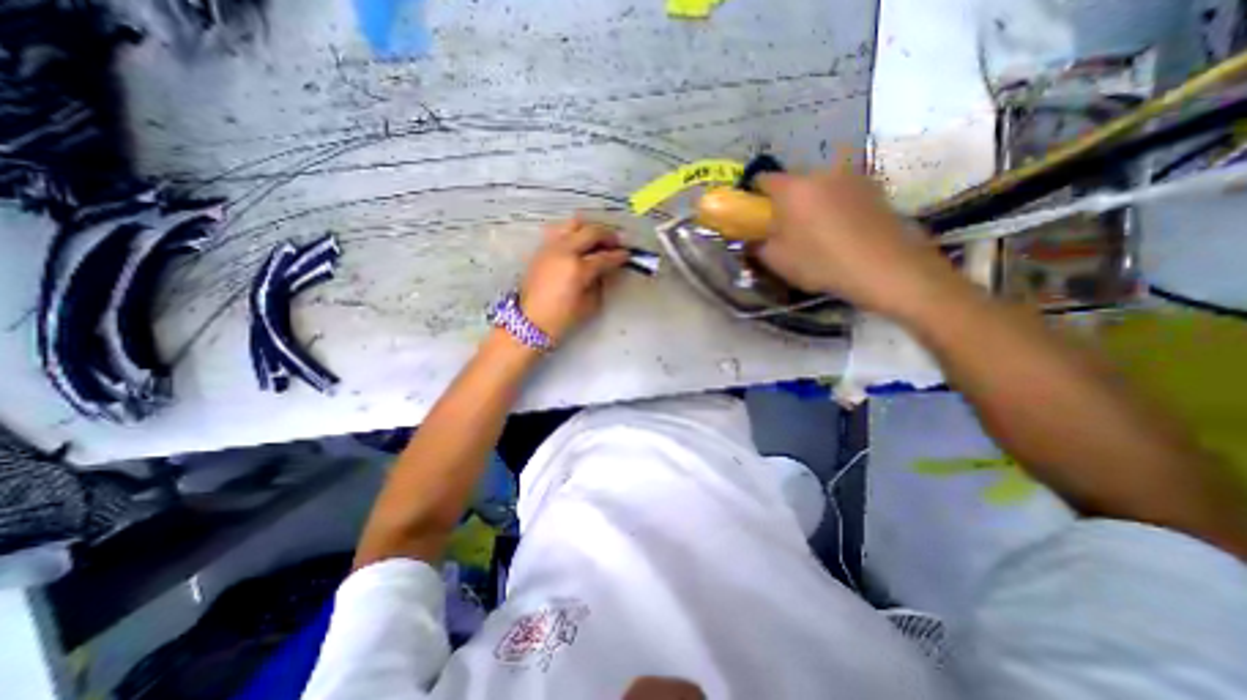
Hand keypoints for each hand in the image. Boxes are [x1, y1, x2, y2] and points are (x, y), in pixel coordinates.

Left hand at [518, 217, 628, 342]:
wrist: (530, 321)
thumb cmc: (562, 318)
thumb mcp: (589, 304)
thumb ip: (600, 282)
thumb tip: (606, 269)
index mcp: (578, 268)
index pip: (605, 256)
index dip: (619, 255)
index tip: (627, 255)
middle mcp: (564, 251)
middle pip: (591, 231)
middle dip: (607, 235)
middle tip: (616, 242)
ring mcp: (551, 247)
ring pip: (573, 224)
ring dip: (589, 228)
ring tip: (597, 238)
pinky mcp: (542, 249)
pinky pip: (560, 230)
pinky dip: (573, 232)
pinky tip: (579, 242)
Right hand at [748, 163, 960, 318]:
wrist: (885, 267)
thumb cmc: (821, 262)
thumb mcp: (776, 260)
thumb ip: (756, 245)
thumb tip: (750, 238)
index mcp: (792, 188)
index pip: (762, 179)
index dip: (754, 197)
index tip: (756, 216)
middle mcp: (820, 172)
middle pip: (792, 181)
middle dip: (784, 201)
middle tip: (786, 228)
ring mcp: (851, 177)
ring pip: (819, 186)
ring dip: (811, 202)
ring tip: (817, 231)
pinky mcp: (873, 187)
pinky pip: (842, 192)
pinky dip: (835, 205)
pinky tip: (841, 230)